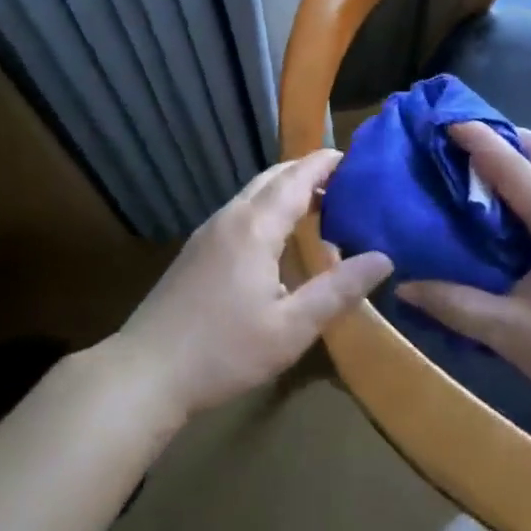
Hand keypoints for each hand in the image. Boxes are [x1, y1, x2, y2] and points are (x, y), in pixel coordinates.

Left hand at [115, 150, 391, 421]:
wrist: (146, 372)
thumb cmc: (224, 351)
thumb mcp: (291, 328)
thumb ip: (338, 290)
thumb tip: (383, 258)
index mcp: (255, 227)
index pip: (297, 178)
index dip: (325, 163)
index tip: (354, 159)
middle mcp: (230, 217)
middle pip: (273, 177)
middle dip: (307, 172)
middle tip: (345, 185)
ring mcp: (208, 231)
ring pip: (253, 194)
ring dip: (286, 191)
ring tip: (320, 208)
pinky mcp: (196, 249)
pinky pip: (240, 212)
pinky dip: (267, 208)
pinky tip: (279, 239)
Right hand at [395, 122, 530, 422]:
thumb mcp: (510, 333)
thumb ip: (454, 305)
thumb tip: (403, 286)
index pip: (515, 169)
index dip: (480, 140)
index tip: (447, 119)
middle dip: (505, 136)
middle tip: (463, 141)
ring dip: (521, 158)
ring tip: (478, 168)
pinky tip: (507, 207)